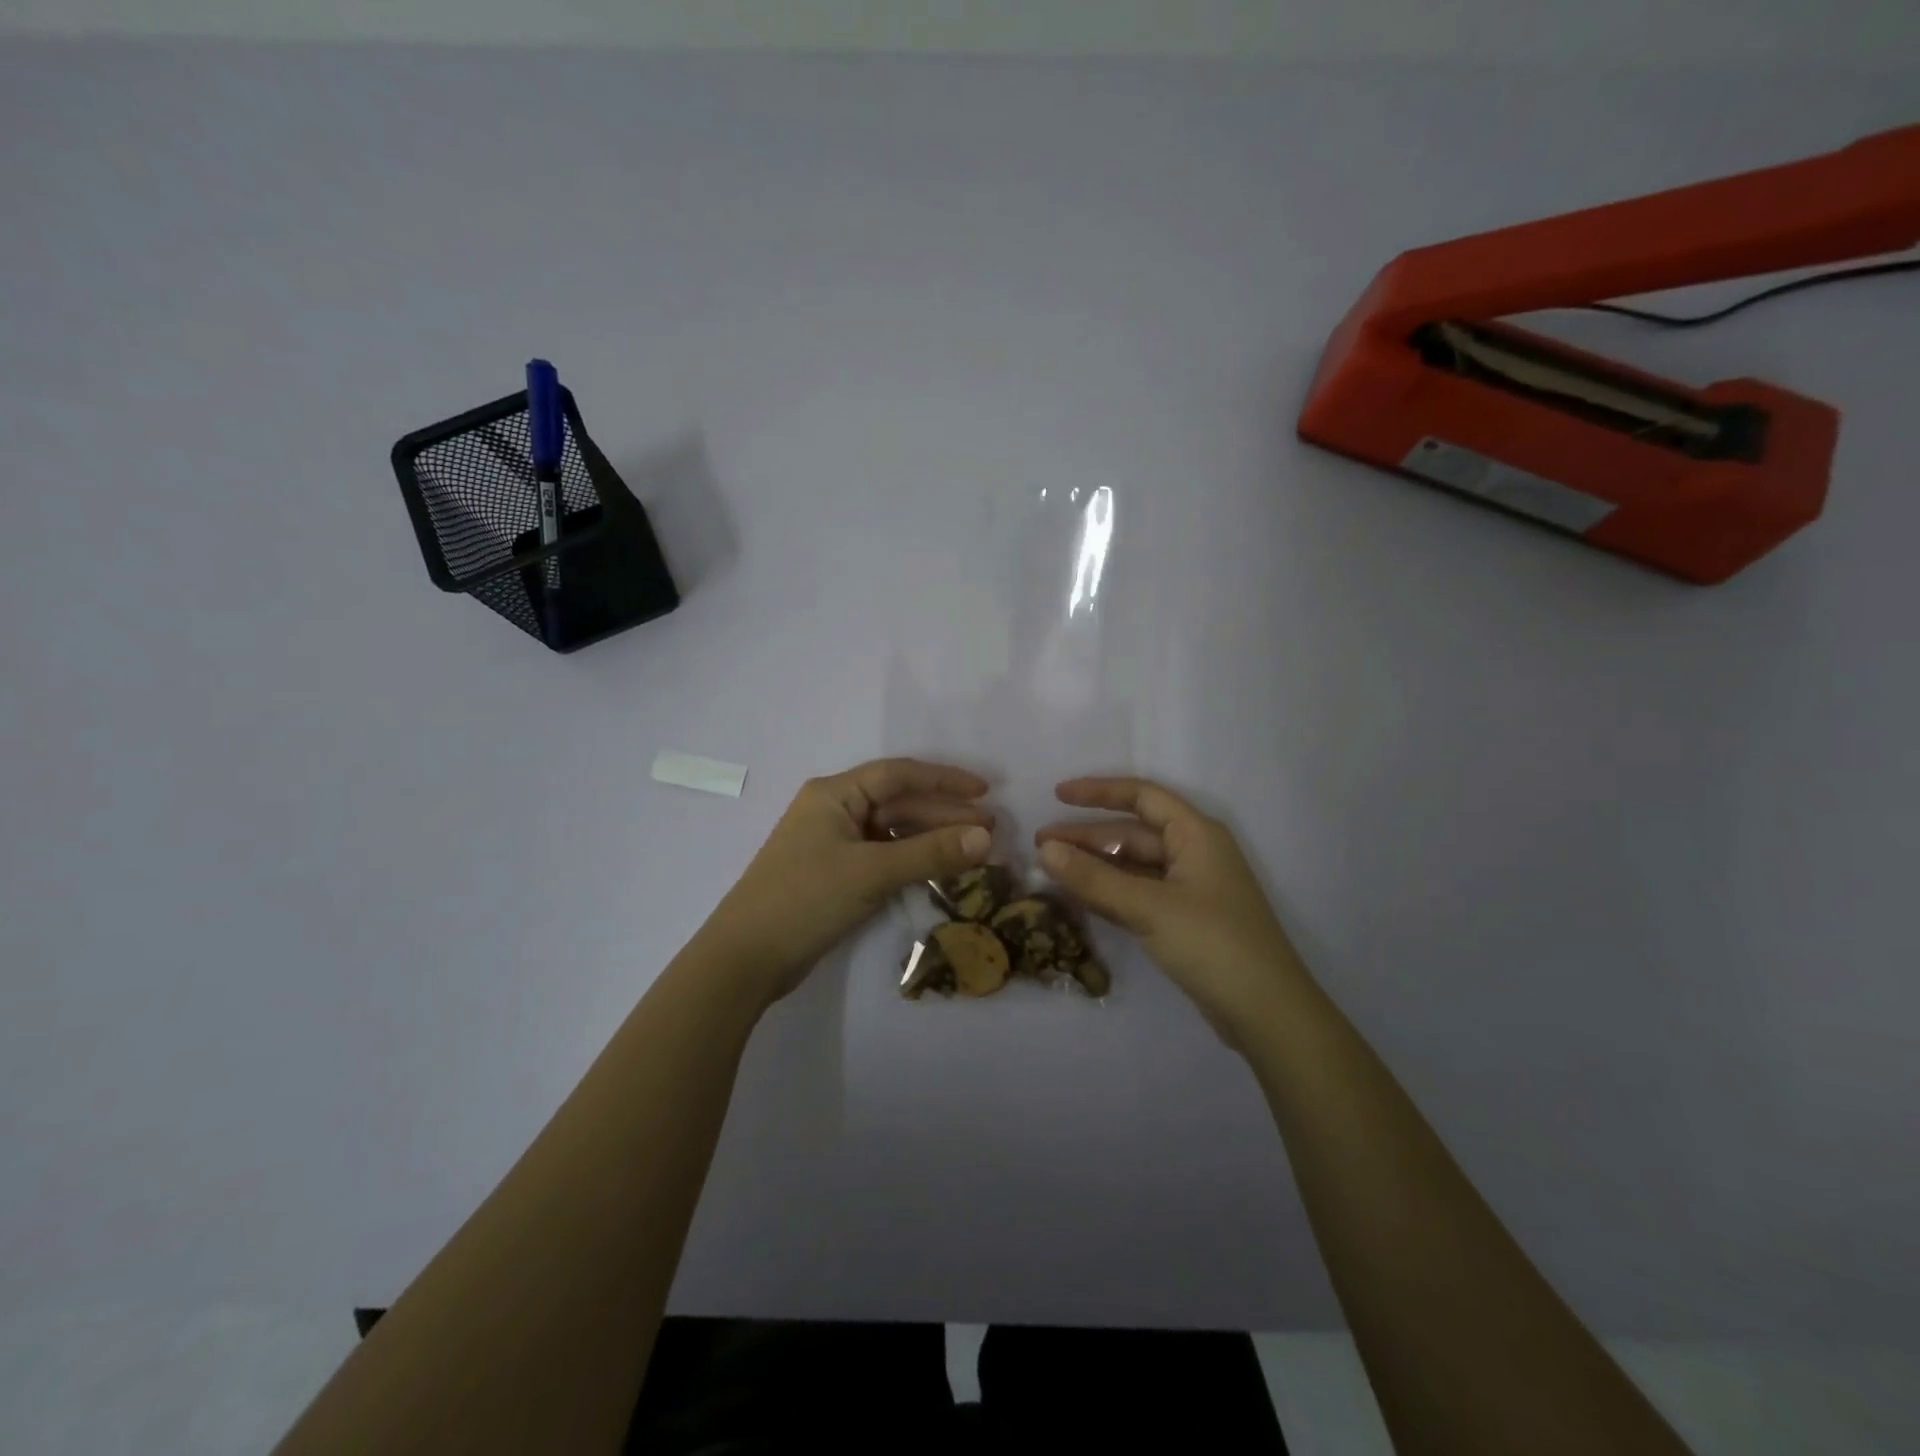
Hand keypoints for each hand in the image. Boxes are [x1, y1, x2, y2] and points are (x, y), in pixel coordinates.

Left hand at [699, 759, 994, 1008]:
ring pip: (893, 831)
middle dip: (944, 813)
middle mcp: (834, 810)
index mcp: (834, 794)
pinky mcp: (835, 874)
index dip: (944, 779)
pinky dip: (912, 860)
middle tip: (989, 828)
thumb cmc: (806, 899)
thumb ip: (930, 853)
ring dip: (932, 838)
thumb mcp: (872, 872)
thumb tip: (987, 838)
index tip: (985, 790)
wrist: (745, 958)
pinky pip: (883, 856)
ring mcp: (833, 844)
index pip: (899, 774)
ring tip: (975, 850)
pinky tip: (941, 869)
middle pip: (899, 803)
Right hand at [1035, 777, 1309, 1048]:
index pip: (1142, 796)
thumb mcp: (1148, 907)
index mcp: (1196, 834)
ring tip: (1051, 870)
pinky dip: (1109, 892)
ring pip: (1133, 866)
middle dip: (1087, 837)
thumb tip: (1046, 850)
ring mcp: (1189, 889)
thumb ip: (1094, 878)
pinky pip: (1138, 894)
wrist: (1266, 1013)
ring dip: (1095, 866)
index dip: (1099, 792)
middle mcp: (1193, 853)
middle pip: (1132, 833)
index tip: (1057, 795)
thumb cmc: (1212, 943)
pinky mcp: (1183, 920)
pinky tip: (1078, 897)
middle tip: (1041, 845)